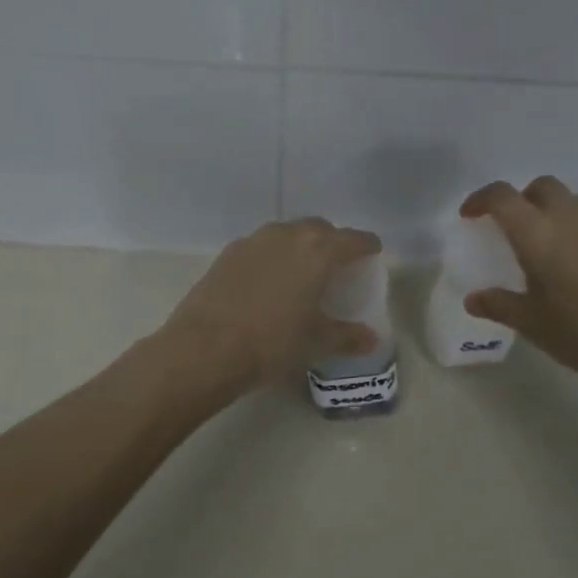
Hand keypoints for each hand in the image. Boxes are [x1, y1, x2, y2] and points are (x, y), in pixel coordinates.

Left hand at [162, 218, 382, 394]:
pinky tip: (268, 283)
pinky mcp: (227, 253)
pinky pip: (261, 247)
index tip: (372, 254)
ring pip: (287, 234)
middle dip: (332, 242)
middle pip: (319, 229)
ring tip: (301, 273)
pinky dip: (272, 258)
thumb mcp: (316, 342)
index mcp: (318, 251)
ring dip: (300, 247)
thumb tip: (371, 339)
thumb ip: (348, 336)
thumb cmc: (273, 342)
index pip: (354, 239)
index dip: (367, 246)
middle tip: (336, 266)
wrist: (205, 348)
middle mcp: (287, 235)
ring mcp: (254, 241)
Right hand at [459, 177, 577, 389]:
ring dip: (553, 210)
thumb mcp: (530, 322)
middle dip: (521, 199)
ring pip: (571, 199)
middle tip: (511, 227)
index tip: (470, 216)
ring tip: (547, 242)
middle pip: (540, 187)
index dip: (481, 200)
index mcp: (535, 233)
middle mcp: (568, 217)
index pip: (501, 197)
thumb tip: (474, 299)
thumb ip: (498, 304)